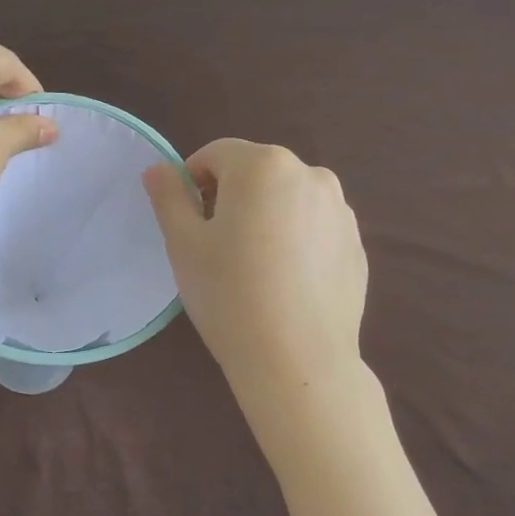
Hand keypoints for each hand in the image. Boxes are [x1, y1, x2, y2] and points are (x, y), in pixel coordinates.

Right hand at [143, 140, 366, 394]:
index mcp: (263, 165)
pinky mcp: (356, 243)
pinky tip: (284, 283)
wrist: (297, 360)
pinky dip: (294, 240)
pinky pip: (313, 227)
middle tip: (216, 248)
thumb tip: (158, 170)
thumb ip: (168, 197)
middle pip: (254, 173)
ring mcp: (340, 209)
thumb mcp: (184, 244)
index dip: (192, 183)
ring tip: (253, 267)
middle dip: (230, 198)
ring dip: (264, 216)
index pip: (215, 155)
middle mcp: (310, 174)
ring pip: (286, 199)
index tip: (188, 224)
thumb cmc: (229, 294)